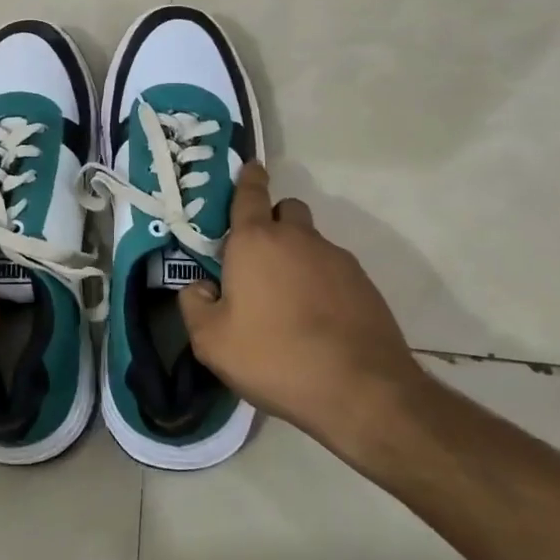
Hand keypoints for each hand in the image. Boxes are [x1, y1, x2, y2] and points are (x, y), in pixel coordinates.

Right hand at [177, 163, 432, 461]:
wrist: (361, 391)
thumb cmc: (275, 357)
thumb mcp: (211, 342)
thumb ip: (194, 305)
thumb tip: (200, 287)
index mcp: (255, 241)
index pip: (249, 193)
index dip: (248, 178)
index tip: (250, 168)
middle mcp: (297, 238)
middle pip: (285, 210)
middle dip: (272, 222)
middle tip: (258, 260)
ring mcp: (336, 259)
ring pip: (311, 241)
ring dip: (297, 256)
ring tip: (288, 301)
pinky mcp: (364, 285)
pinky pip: (334, 270)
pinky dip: (322, 283)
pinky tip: (317, 320)